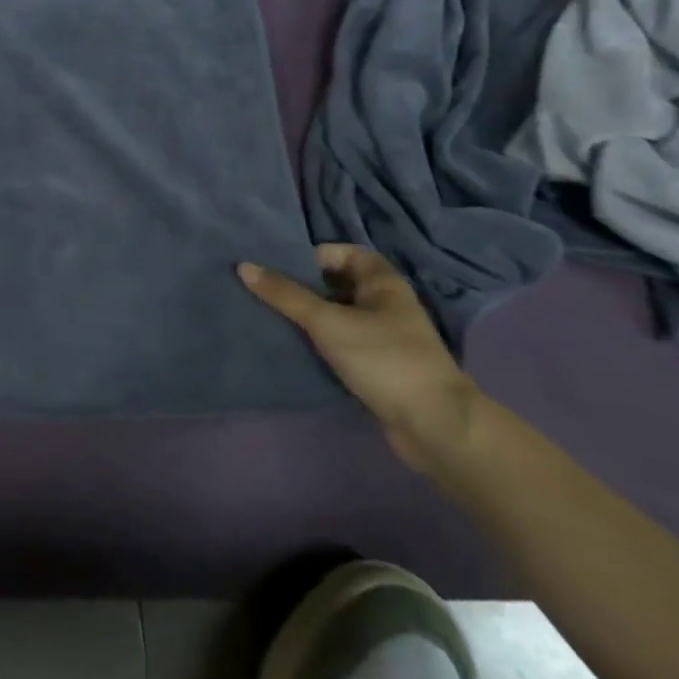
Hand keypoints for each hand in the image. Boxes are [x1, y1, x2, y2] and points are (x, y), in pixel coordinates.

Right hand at [239, 245, 482, 472]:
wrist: (435, 426)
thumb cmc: (384, 359)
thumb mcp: (327, 321)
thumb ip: (285, 294)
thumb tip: (244, 266)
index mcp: (383, 283)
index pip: (341, 253)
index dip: (309, 255)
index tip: (275, 266)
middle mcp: (385, 303)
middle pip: (335, 283)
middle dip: (301, 285)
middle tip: (262, 289)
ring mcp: (384, 335)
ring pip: (336, 313)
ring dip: (307, 314)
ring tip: (268, 314)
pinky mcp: (378, 364)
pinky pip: (340, 340)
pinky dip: (318, 340)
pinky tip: (292, 344)